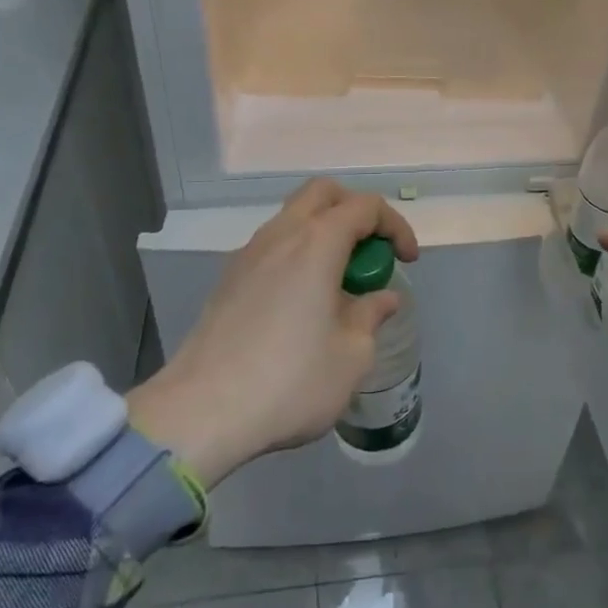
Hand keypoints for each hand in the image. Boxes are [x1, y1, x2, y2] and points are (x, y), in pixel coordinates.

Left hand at [126, 179, 419, 487]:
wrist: (200, 413)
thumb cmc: (289, 380)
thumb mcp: (351, 356)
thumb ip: (371, 316)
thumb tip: (383, 298)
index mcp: (317, 242)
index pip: (366, 207)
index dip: (395, 227)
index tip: (407, 261)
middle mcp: (281, 234)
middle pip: (323, 194)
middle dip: (356, 213)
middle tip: (370, 253)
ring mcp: (248, 254)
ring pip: (294, 218)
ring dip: (324, 234)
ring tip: (339, 283)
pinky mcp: (228, 279)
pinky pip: (273, 246)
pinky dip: (298, 255)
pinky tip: (302, 302)